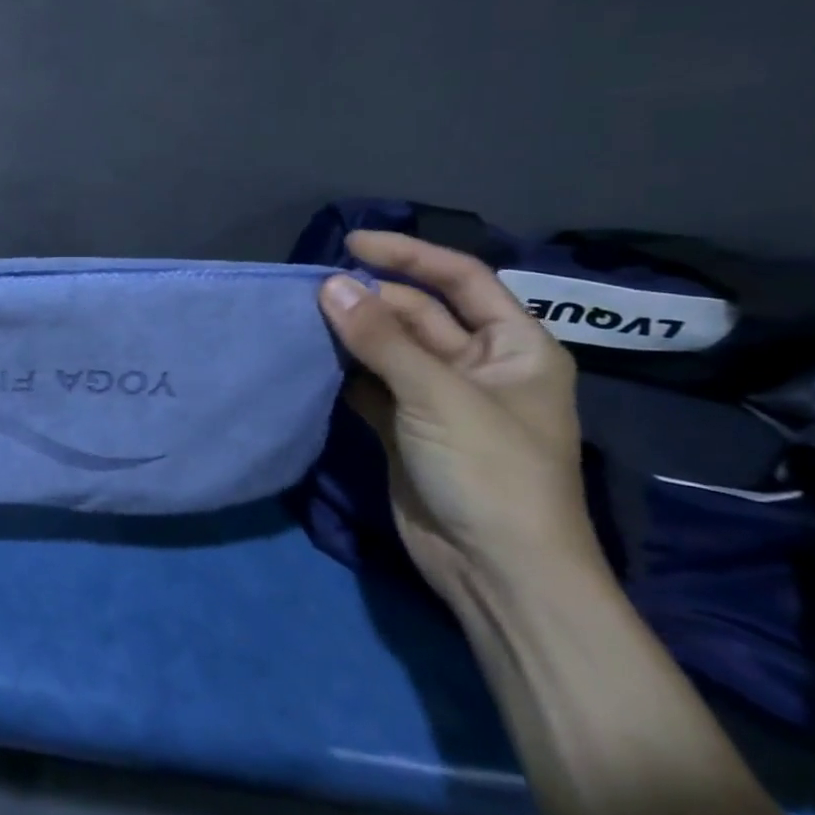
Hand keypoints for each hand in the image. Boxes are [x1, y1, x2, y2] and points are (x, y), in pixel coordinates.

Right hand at [317, 231, 599, 607]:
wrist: (496, 572)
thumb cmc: (491, 473)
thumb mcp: (438, 396)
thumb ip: (380, 338)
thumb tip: (327, 285)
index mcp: (514, 347)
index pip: (461, 280)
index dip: (409, 255)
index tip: (351, 242)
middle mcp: (477, 365)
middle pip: (417, 313)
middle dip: (369, 298)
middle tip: (311, 291)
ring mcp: (437, 398)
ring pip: (387, 348)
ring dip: (350, 333)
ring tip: (300, 315)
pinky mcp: (405, 427)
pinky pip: (368, 383)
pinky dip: (341, 370)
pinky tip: (308, 357)